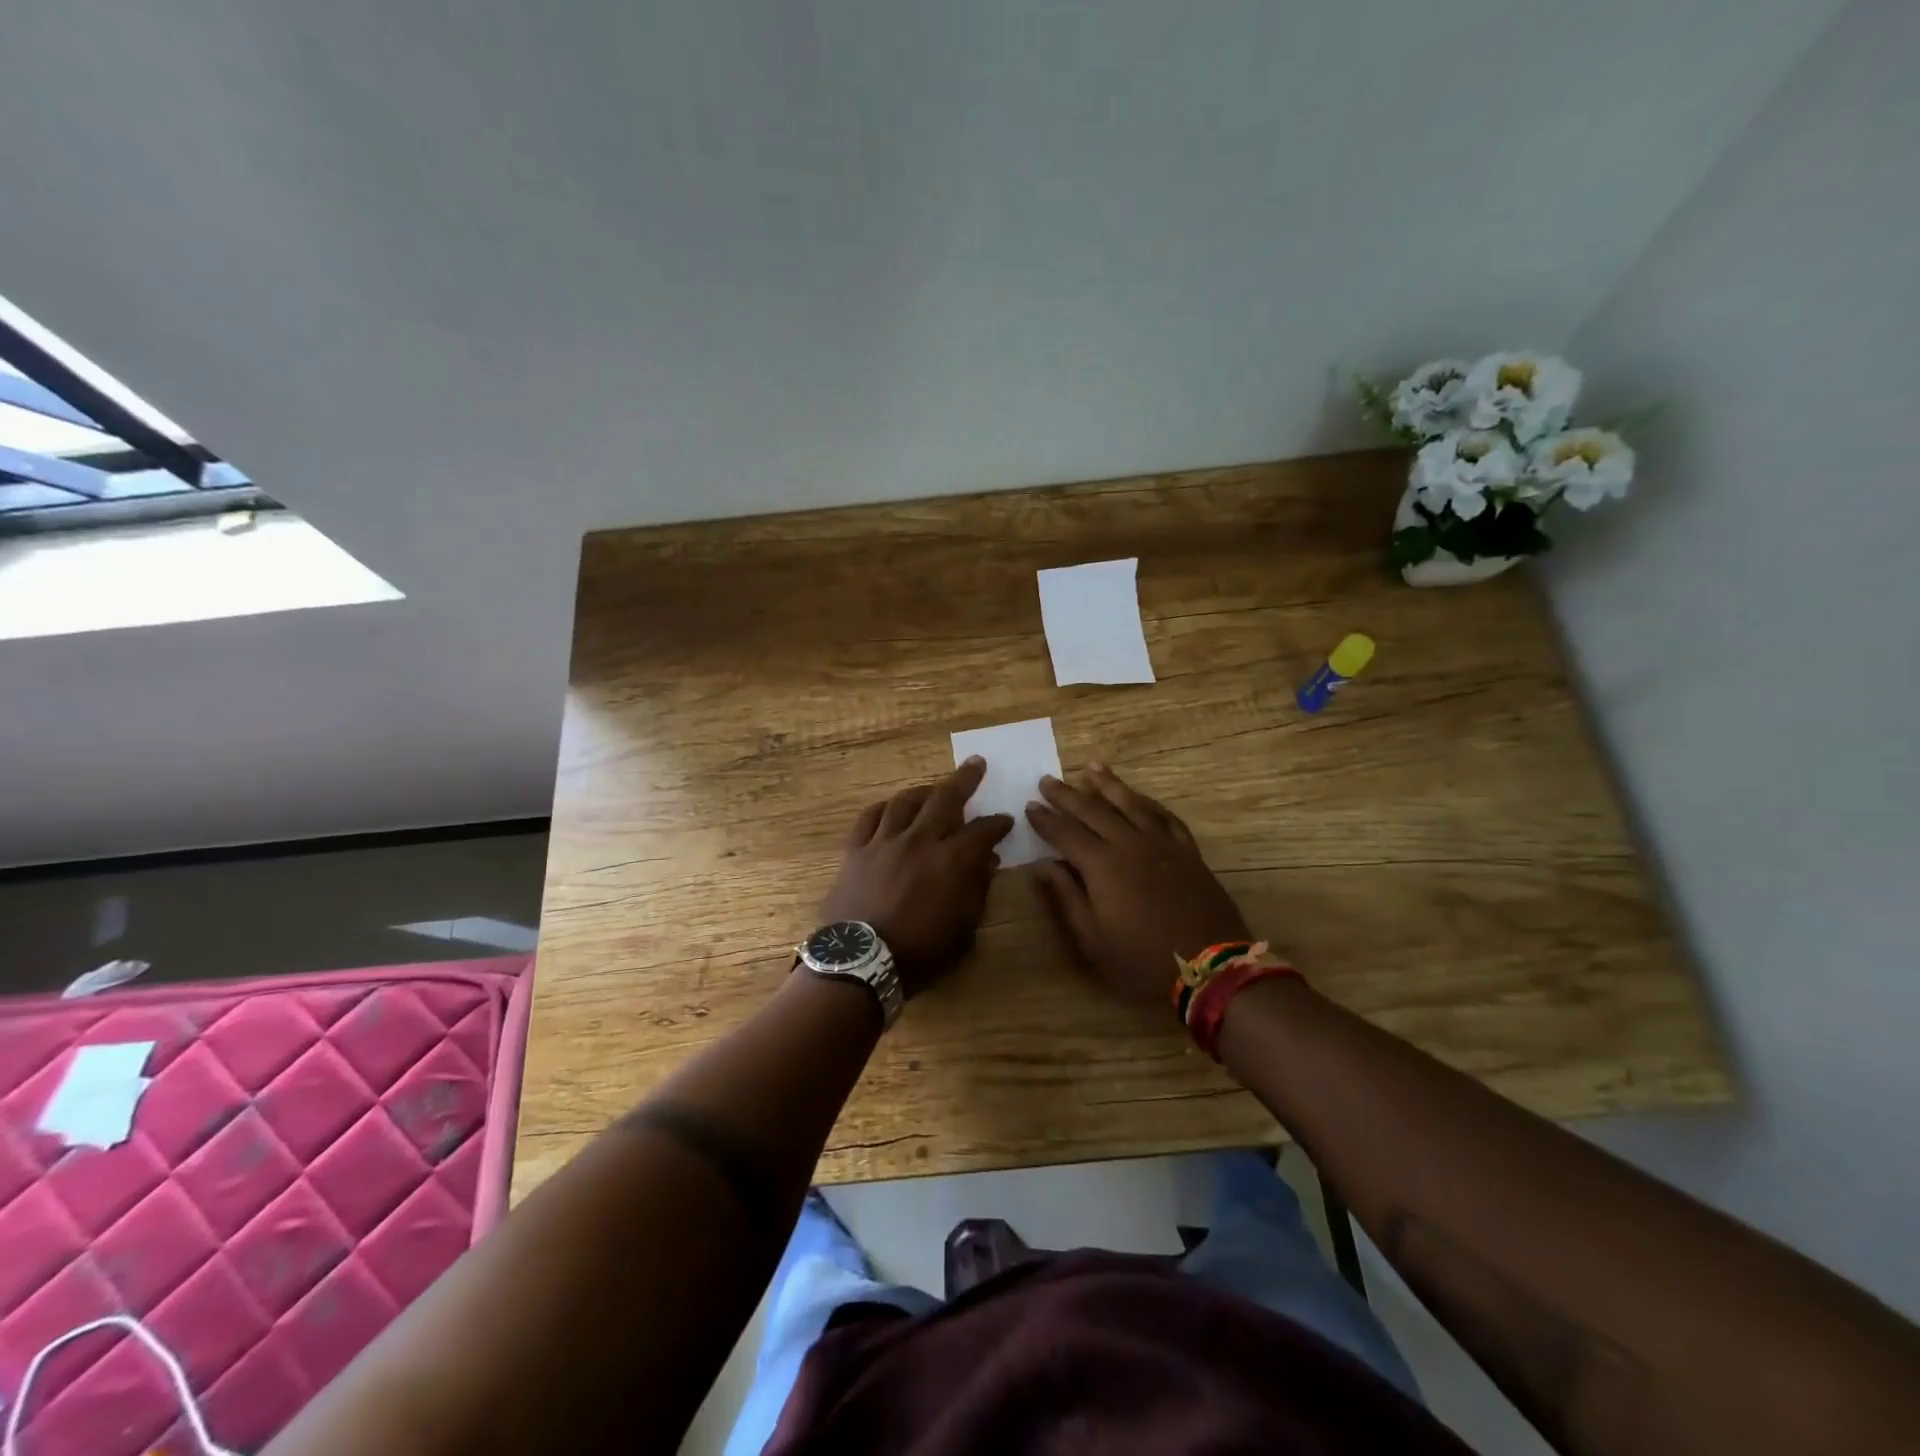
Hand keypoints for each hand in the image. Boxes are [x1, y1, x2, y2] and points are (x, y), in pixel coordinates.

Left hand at [818, 758, 1013, 994]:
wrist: (861, 963)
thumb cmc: (920, 954)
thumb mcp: (963, 931)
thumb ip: (977, 891)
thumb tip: (987, 862)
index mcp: (952, 861)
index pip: (982, 831)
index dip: (997, 824)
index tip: (1005, 820)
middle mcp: (920, 841)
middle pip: (945, 798)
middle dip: (965, 779)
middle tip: (976, 764)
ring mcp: (884, 842)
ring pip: (906, 801)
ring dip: (924, 791)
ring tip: (933, 789)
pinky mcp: (856, 850)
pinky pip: (870, 817)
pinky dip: (884, 808)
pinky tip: (891, 808)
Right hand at [1026, 762, 1250, 1005]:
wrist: (1211, 968)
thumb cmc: (1142, 960)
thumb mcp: (1093, 939)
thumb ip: (1066, 897)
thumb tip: (1041, 866)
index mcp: (1102, 866)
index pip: (1065, 833)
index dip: (1045, 819)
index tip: (1029, 805)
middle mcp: (1129, 844)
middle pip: (1093, 811)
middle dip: (1067, 795)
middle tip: (1047, 780)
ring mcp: (1162, 844)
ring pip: (1130, 804)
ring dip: (1108, 784)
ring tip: (1091, 767)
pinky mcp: (1187, 851)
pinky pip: (1165, 817)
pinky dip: (1148, 803)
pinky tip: (1140, 797)